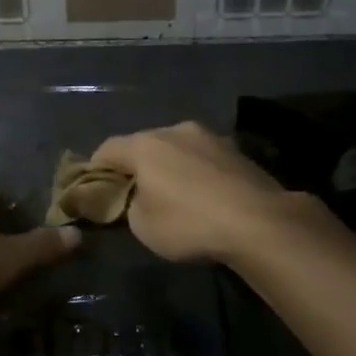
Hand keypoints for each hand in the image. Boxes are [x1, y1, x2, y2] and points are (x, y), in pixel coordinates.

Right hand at [90, 122, 320, 264]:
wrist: (260, 222)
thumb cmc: (189, 223)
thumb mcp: (142, 225)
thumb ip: (128, 205)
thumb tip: (134, 197)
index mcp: (145, 144)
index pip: (107, 148)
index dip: (96, 168)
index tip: (95, 189)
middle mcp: (175, 130)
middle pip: (144, 144)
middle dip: (136, 166)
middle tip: (135, 193)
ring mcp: (210, 137)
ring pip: (177, 149)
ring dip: (170, 167)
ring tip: (174, 195)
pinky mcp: (238, 151)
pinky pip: (204, 159)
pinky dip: (197, 173)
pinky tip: (205, 197)